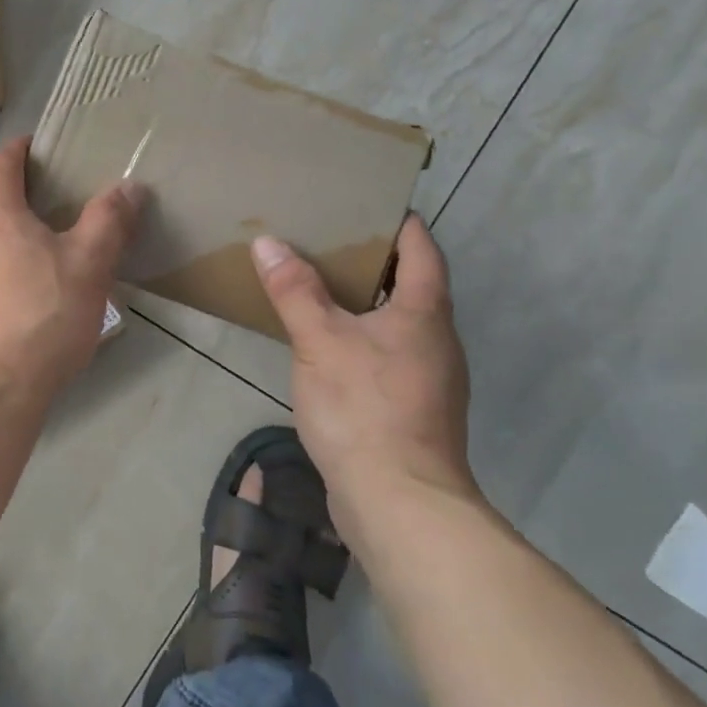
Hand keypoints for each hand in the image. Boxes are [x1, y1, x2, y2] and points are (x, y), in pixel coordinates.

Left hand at [0, 138, 144, 414]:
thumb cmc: (40, 318)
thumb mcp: (88, 265)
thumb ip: (108, 220)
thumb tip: (129, 186)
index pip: (0, 160)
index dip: (23, 148)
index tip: (47, 147)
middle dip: (18, 190)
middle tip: (57, 198)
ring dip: (6, 230)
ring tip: (43, 246)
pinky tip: (20, 293)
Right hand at [252, 214, 478, 543]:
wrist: (399, 503)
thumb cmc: (364, 407)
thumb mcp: (319, 340)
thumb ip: (294, 290)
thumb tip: (268, 242)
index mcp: (425, 313)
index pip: (422, 249)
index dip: (399, 222)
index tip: (367, 203)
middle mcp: (438, 340)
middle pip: (413, 285)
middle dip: (374, 261)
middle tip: (328, 241)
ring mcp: (430, 379)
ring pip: (400, 323)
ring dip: (367, 302)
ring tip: (320, 287)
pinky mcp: (414, 410)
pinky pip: (389, 355)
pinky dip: (363, 338)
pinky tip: (328, 347)